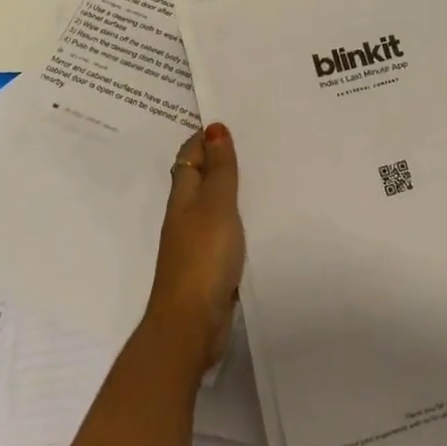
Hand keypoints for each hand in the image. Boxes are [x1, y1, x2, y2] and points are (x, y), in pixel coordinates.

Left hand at [146, 123, 244, 371]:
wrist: (191, 325)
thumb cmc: (202, 257)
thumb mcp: (215, 205)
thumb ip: (219, 169)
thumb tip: (214, 127)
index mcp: (183, 197)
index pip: (190, 156)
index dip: (205, 138)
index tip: (231, 121)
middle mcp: (185, 216)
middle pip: (199, 179)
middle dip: (220, 160)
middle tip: (254, 142)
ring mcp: (195, 243)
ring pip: (212, 206)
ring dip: (231, 190)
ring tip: (263, 174)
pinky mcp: (209, 267)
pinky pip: (223, 231)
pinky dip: (237, 219)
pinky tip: (258, 220)